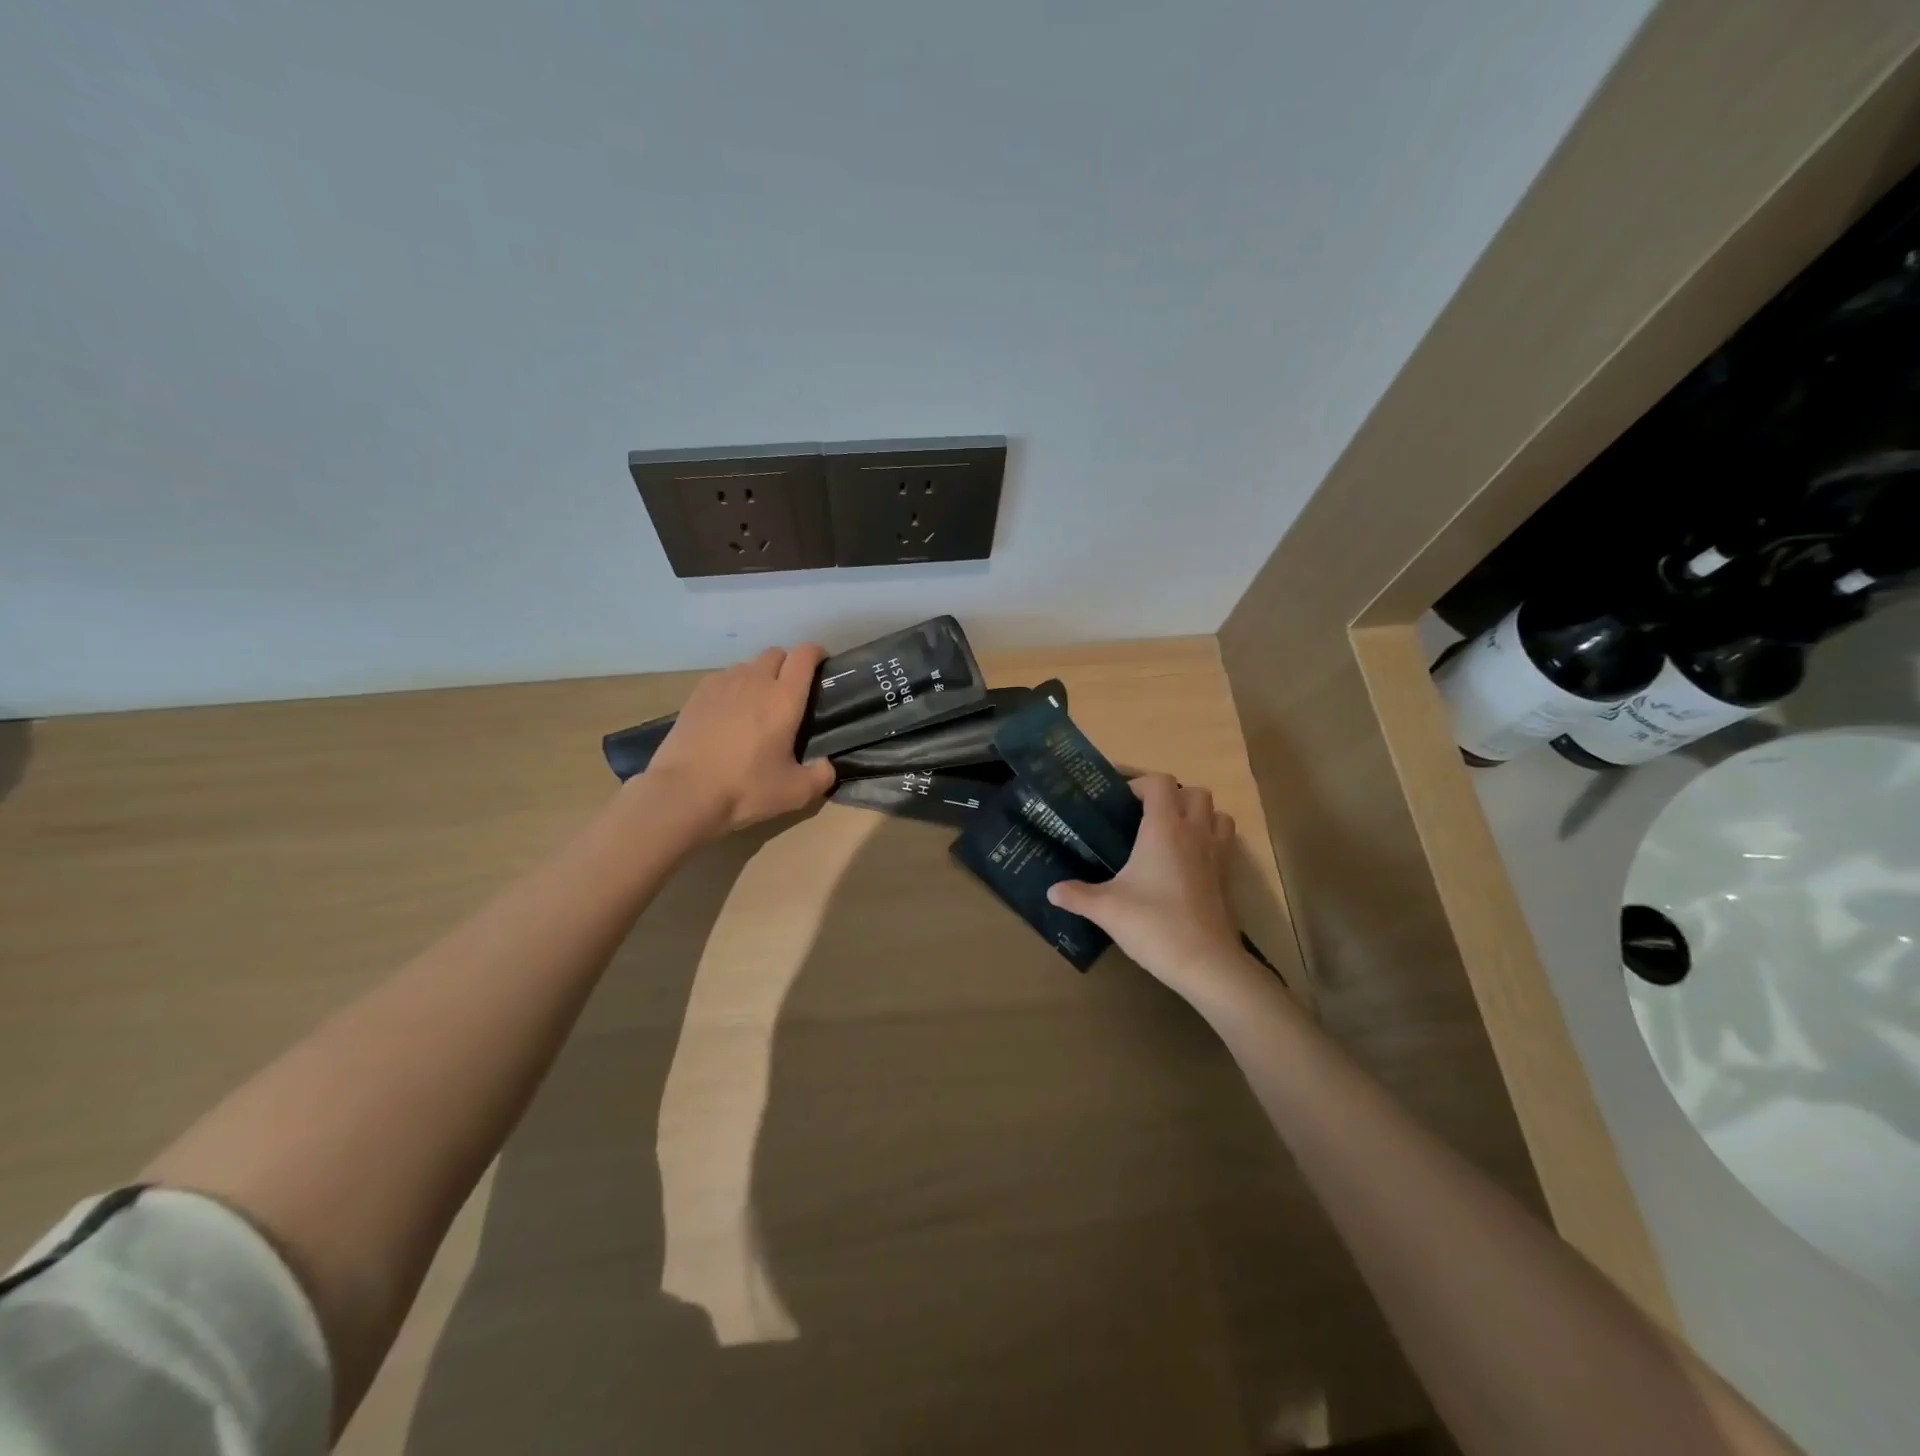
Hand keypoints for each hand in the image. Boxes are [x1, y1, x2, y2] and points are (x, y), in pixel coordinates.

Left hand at [644, 645, 836, 834]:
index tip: (822, 663)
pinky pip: (723, 678)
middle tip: (791, 690)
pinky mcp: (697, 695)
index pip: (804, 656)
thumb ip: (821, 776)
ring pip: (748, 665)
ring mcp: (722, 684)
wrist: (683, 793)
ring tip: (758, 701)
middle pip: (776, 654)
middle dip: (788, 663)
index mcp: (784, 698)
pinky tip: (729, 711)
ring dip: (759, 675)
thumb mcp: (795, 792)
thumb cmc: (745, 788)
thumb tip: (827, 766)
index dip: (816, 653)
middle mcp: (755, 681)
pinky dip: (734, 686)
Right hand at [1047, 774, 1269, 1010]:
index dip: (1140, 783)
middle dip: (1171, 795)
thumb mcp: (1106, 909)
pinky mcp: (1227, 877)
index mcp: (1164, 828)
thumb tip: (1052, 891)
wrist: (1205, 963)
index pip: (1160, 783)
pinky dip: (1208, 840)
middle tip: (1146, 815)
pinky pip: (1224, 842)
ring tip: (1172, 833)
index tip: (1119, 799)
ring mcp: (1217, 854)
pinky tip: (1186, 863)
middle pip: (1194, 792)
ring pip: (1216, 814)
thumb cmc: (1153, 924)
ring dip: (1197, 814)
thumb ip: (1076, 895)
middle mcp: (1194, 833)